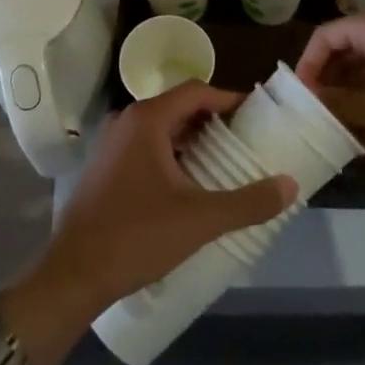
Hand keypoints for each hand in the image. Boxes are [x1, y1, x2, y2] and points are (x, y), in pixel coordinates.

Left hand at [28, 84, 297, 323]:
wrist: (74, 274)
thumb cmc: (137, 235)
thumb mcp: (200, 219)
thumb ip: (248, 201)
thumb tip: (290, 185)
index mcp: (147, 119)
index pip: (196, 91)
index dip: (228, 99)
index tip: (255, 116)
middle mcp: (126, 122)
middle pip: (178, 108)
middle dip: (213, 122)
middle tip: (246, 143)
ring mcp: (111, 145)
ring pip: (161, 130)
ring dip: (192, 142)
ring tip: (224, 165)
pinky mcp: (104, 168)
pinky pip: (145, 149)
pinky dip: (171, 157)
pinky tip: (189, 187)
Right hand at [297, 11, 364, 163]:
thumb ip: (334, 101)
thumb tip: (306, 100)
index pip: (326, 36)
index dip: (308, 64)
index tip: (300, 95)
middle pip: (343, 52)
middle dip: (327, 84)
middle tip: (313, 112)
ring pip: (362, 72)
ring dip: (346, 99)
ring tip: (334, 129)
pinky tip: (361, 139)